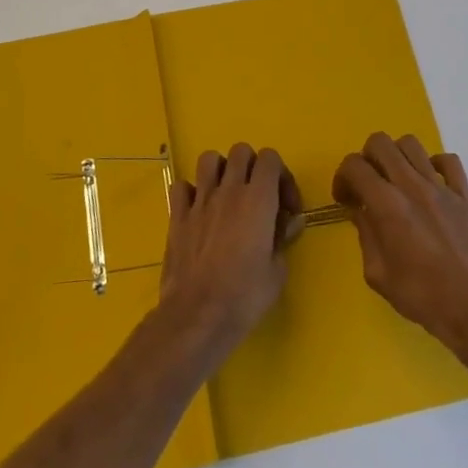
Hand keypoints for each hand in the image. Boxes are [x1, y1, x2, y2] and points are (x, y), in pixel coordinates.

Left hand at [158, 143, 303, 356]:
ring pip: (209, 159)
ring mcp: (200, 200)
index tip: (285, 206)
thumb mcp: (277, 270)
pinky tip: (198, 211)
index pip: (270, 158)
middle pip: (241, 151)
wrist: (198, 315)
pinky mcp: (177, 216)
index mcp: (258, 199)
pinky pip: (181, 187)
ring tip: (227, 195)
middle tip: (258, 196)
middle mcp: (229, 190)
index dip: (281, 175)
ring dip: (221, 170)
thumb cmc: (245, 296)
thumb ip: (283, 237)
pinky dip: (190, 192)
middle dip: (253, 167)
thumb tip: (290, 221)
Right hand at [333, 132, 467, 359]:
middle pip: (380, 143)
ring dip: (397, 156)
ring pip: (412, 144)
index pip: (354, 166)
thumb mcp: (378, 274)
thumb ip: (365, 235)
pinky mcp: (466, 195)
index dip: (342, 177)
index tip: (346, 199)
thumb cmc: (421, 297)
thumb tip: (360, 212)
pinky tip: (430, 184)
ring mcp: (442, 187)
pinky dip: (434, 165)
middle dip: (366, 158)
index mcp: (387, 205)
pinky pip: (449, 161)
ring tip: (397, 181)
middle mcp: (413, 186)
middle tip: (369, 185)